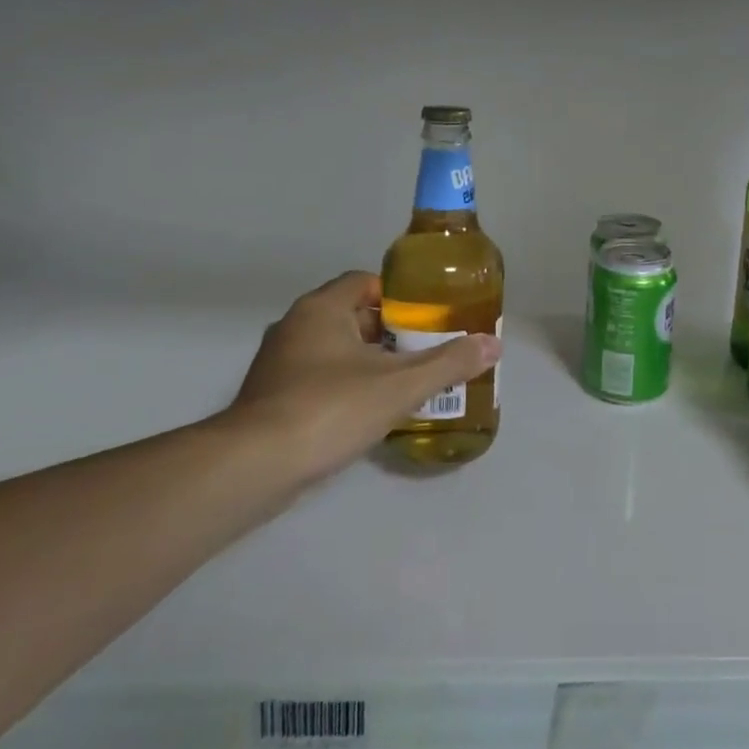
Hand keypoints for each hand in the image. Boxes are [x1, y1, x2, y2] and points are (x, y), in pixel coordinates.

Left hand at [222, 271, 500, 486]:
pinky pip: (317, 379)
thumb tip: (494, 344)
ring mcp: (278, 364)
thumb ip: (449, 363)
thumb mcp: (400, 385)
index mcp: (322, 309)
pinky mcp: (270, 398)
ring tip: (405, 381)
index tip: (428, 316)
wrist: (255, 466)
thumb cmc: (330, 408)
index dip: (400, 295)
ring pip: (334, 350)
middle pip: (352, 315)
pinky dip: (345, 386)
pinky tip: (369, 412)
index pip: (365, 282)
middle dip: (390, 331)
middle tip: (426, 349)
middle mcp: (295, 327)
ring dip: (368, 361)